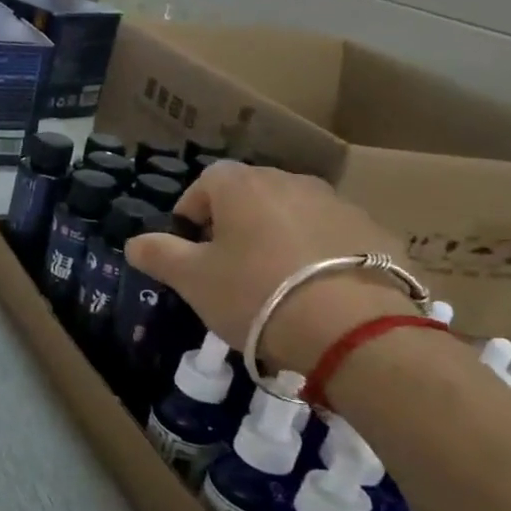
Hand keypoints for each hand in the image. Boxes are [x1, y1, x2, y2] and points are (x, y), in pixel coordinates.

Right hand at [126, 163, 415, 373]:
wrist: (354, 329)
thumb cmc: (256, 294)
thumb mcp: (192, 280)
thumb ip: (158, 254)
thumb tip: (134, 242)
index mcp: (243, 185)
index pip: (205, 181)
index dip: (191, 212)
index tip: (190, 247)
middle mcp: (292, 182)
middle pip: (251, 195)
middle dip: (234, 223)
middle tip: (228, 266)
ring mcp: (339, 204)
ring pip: (293, 214)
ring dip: (278, 237)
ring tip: (275, 282)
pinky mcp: (377, 234)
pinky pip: (333, 236)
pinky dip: (319, 254)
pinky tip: (317, 292)